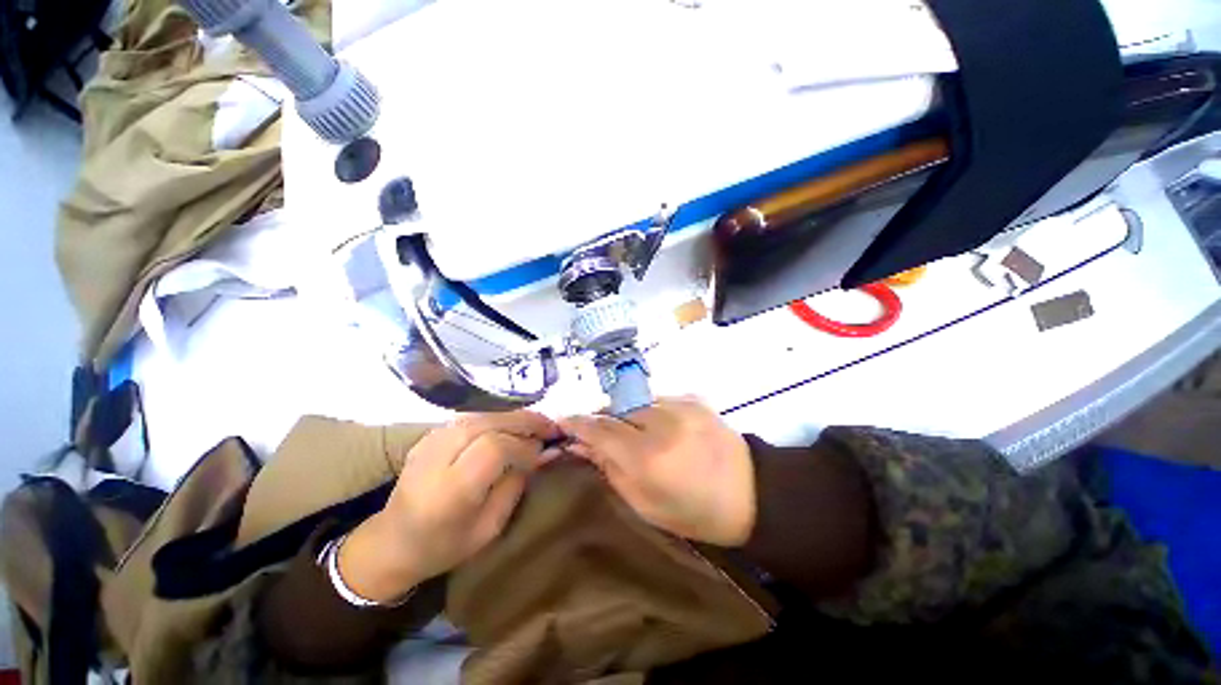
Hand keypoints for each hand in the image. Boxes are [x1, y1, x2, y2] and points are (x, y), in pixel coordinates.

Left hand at [339, 411, 559, 602]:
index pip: (493, 448)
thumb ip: (515, 485)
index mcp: (450, 490)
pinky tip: (510, 424)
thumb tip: (539, 452)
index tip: (542, 452)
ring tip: (535, 422)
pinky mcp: (429, 435)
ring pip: (479, 414)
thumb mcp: (489, 527)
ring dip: (512, 416)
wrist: (392, 542)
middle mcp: (436, 458)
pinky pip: (470, 416)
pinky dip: (496, 417)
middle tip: (549, 426)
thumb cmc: (445, 545)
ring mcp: (429, 442)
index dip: (523, 446)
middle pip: (486, 423)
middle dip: (523, 421)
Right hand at [559, 397, 755, 546]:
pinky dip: (651, 412)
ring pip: (635, 402)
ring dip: (628, 416)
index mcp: (646, 458)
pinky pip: (657, 400)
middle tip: (601, 434)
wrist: (752, 492)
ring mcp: (679, 406)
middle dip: (603, 420)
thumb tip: (579, 446)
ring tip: (636, 434)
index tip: (562, 420)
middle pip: (615, 410)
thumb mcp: (645, 504)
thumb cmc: (694, 511)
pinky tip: (662, 429)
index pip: (599, 429)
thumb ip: (609, 469)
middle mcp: (660, 423)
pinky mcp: (693, 398)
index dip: (577, 423)